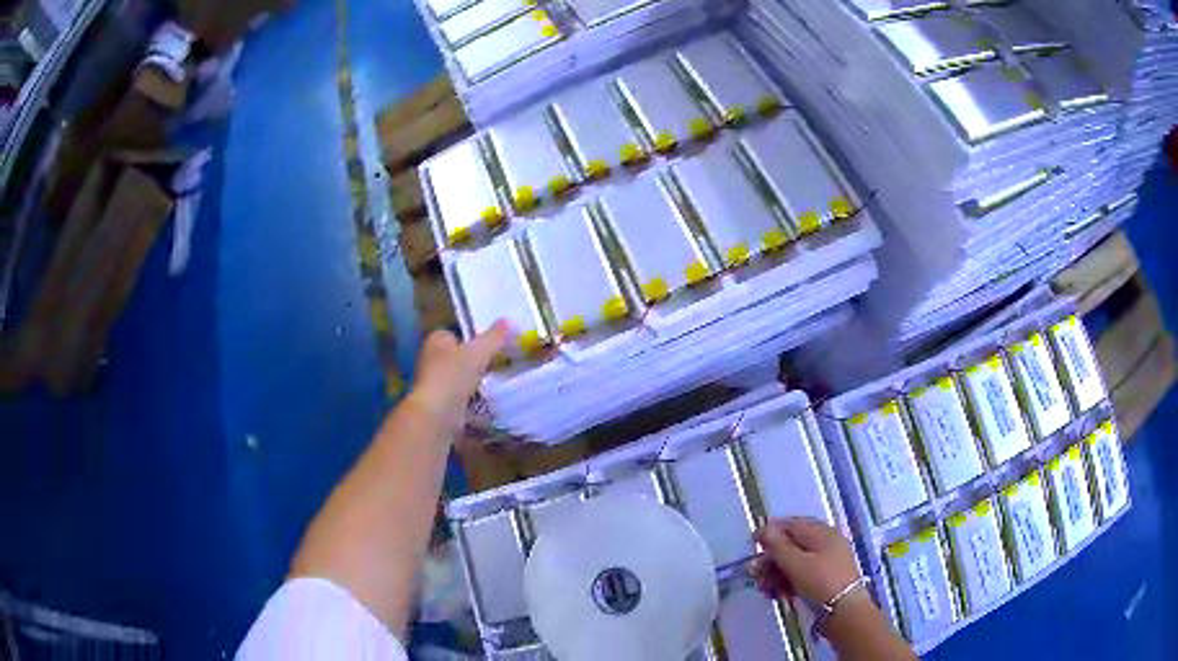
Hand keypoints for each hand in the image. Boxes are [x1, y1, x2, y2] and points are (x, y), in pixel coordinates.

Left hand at [407, 320, 508, 431]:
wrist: (437, 416)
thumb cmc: (452, 376)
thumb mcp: (477, 352)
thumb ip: (493, 337)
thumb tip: (508, 320)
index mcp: (436, 341)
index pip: (454, 334)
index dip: (471, 338)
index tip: (491, 345)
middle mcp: (431, 360)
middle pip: (458, 357)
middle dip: (475, 361)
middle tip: (500, 363)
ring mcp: (435, 384)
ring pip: (461, 379)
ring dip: (476, 382)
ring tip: (498, 382)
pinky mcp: (441, 405)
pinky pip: (462, 398)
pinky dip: (474, 400)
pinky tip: (489, 402)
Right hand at [750, 518, 861, 604]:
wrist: (844, 610)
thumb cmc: (820, 582)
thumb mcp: (796, 564)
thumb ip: (778, 546)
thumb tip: (765, 527)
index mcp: (821, 532)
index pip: (791, 524)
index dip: (770, 532)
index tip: (752, 544)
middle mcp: (825, 542)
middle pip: (791, 545)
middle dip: (770, 559)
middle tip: (754, 573)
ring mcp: (827, 560)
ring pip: (795, 562)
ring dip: (776, 573)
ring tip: (764, 588)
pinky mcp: (825, 578)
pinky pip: (802, 574)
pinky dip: (788, 581)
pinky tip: (777, 593)